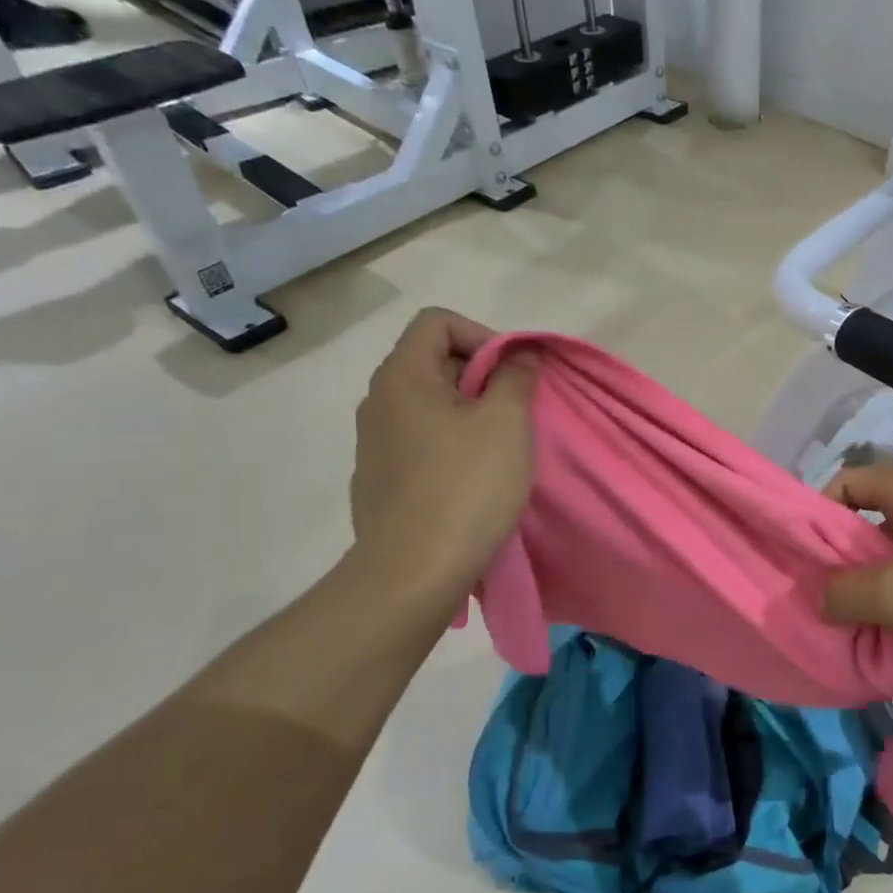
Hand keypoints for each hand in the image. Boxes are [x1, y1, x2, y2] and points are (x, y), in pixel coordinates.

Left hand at [350, 309, 536, 597]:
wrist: (414, 570)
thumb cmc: (467, 486)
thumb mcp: (507, 422)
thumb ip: (516, 377)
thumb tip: (519, 355)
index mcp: (402, 376)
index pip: (437, 321)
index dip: (483, 335)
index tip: (513, 374)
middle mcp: (378, 401)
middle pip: (433, 362)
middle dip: (482, 378)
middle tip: (516, 413)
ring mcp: (373, 444)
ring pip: (428, 407)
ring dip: (469, 415)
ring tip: (500, 450)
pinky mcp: (378, 481)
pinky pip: (419, 443)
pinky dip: (450, 446)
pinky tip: (472, 482)